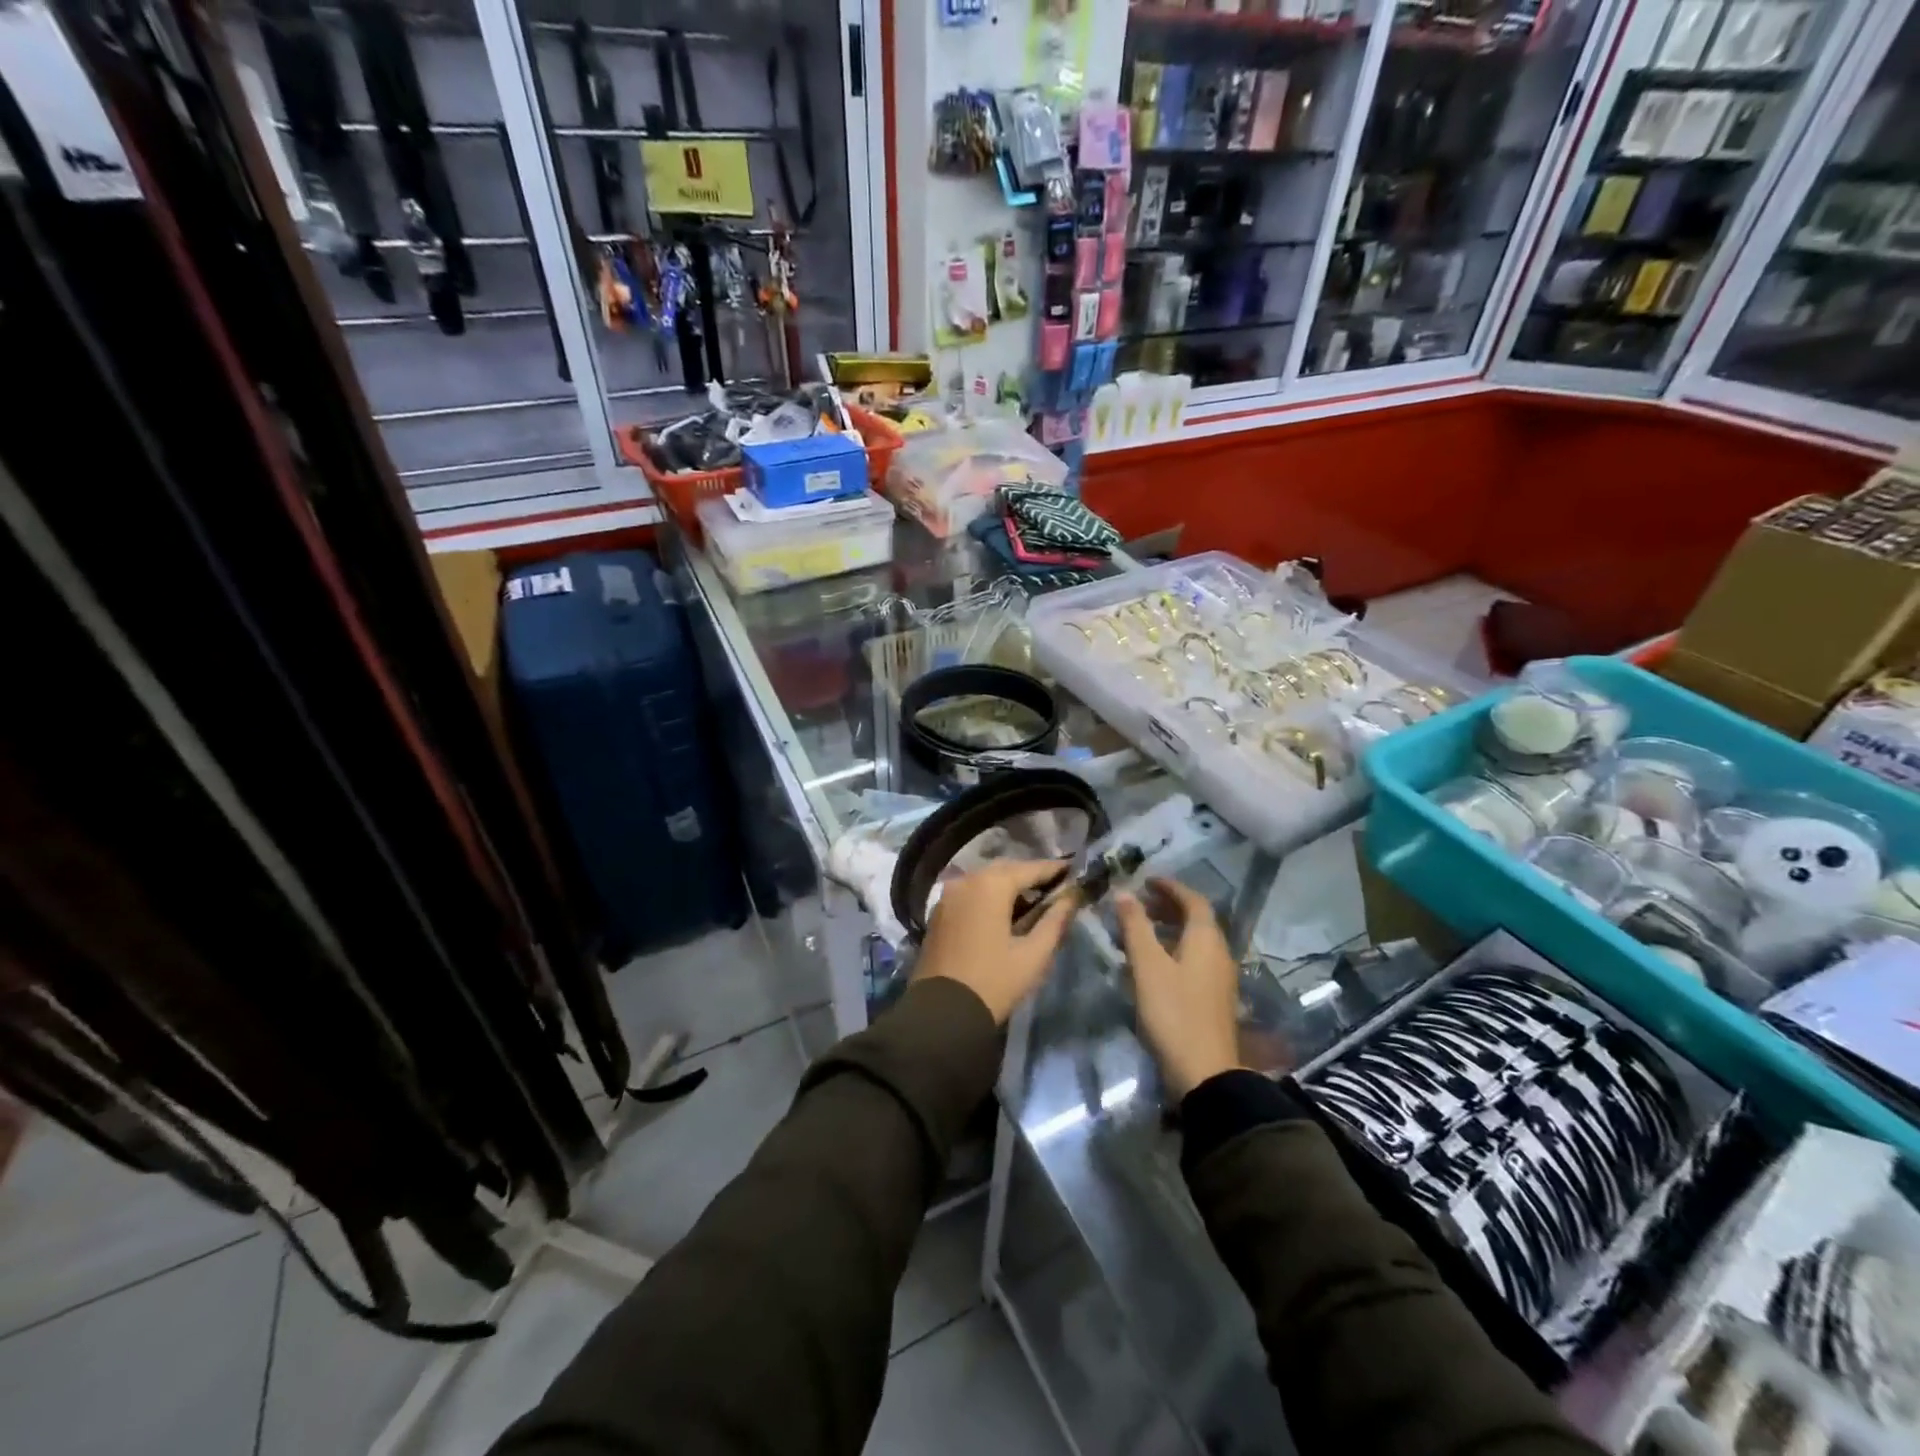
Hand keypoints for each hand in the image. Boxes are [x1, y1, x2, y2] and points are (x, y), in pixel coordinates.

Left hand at [913, 860, 1078, 1023]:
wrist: (941, 1013)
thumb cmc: (993, 982)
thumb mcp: (1033, 954)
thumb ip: (1055, 920)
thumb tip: (1072, 897)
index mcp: (990, 885)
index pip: (1030, 868)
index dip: (1055, 869)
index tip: (1074, 871)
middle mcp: (966, 880)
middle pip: (1006, 870)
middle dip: (1031, 876)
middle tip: (1056, 888)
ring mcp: (948, 895)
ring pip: (985, 880)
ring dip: (1009, 887)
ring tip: (1034, 902)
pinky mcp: (939, 912)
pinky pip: (970, 893)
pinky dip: (989, 897)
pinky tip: (1004, 914)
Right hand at [1114, 878, 1242, 1097]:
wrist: (1204, 1073)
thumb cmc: (1174, 1012)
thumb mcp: (1147, 966)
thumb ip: (1135, 926)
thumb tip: (1124, 892)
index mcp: (1206, 939)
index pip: (1193, 900)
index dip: (1170, 887)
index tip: (1146, 881)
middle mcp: (1219, 953)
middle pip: (1197, 919)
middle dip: (1168, 907)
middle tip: (1139, 904)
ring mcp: (1219, 978)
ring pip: (1194, 941)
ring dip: (1169, 929)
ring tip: (1139, 931)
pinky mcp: (1213, 998)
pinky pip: (1194, 959)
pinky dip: (1173, 949)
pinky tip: (1152, 964)